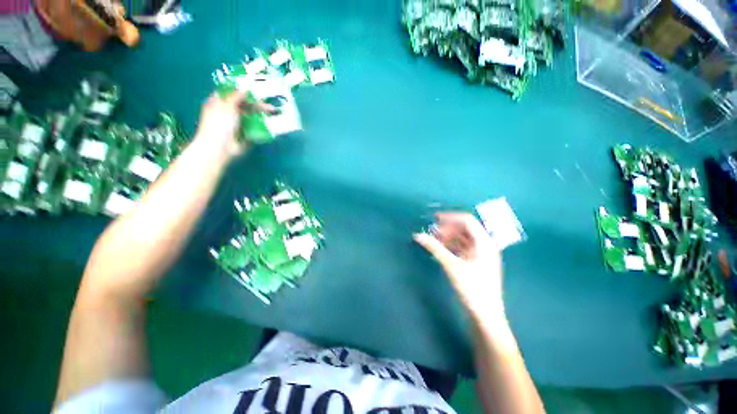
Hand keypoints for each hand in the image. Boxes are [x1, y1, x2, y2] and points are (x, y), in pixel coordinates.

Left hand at [194, 91, 272, 158]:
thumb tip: (245, 88)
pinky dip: (260, 126)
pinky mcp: (243, 135)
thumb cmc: (220, 123)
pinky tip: (269, 124)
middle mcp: (227, 112)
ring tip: (272, 115)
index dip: (243, 91)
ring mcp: (236, 124)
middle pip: (243, 105)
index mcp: (219, 102)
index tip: (256, 91)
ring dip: (260, 115)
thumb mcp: (228, 105)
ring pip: (250, 116)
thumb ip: (236, 96)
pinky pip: (253, 128)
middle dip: (256, 105)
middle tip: (270, 107)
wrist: (220, 147)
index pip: (232, 93)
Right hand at [414, 212, 504, 320]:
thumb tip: (418, 235)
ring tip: (433, 240)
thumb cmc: (473, 289)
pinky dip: (451, 246)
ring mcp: (481, 254)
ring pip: (463, 239)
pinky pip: (462, 248)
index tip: (434, 218)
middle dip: (448, 228)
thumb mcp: (452, 266)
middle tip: (432, 232)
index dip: (450, 217)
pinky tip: (440, 249)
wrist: (486, 316)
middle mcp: (485, 245)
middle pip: (465, 229)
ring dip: (448, 237)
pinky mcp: (476, 263)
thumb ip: (434, 248)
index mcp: (484, 242)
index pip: (467, 220)